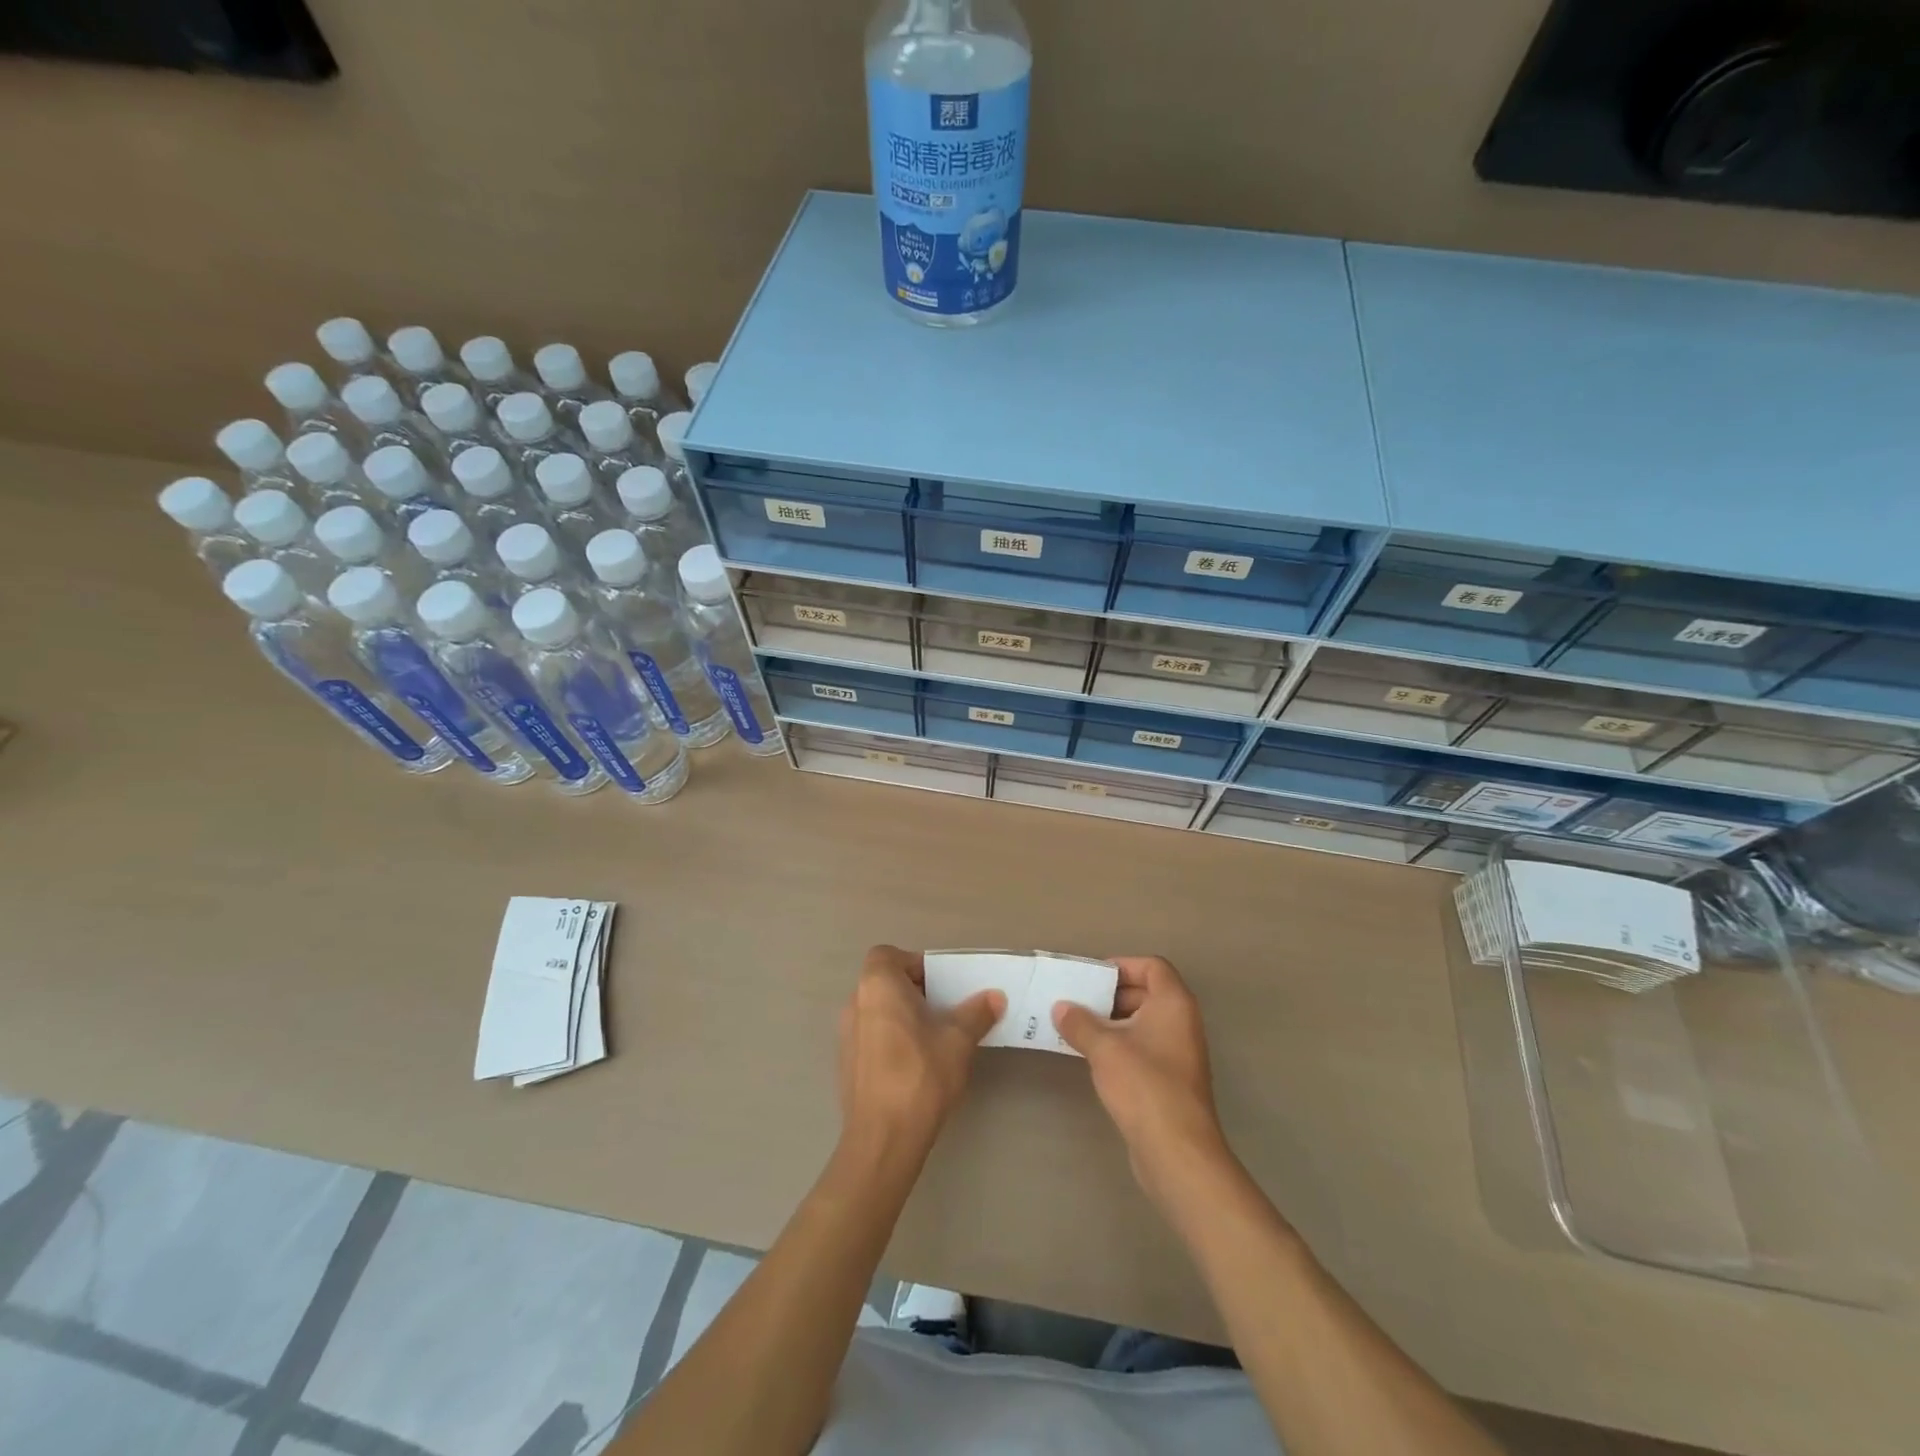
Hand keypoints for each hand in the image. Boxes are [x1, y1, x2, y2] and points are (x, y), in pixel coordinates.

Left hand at [837, 946, 1004, 1155]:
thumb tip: (995, 996)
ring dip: (902, 1016)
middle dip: (914, 991)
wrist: (883, 1139)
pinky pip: (870, 1036)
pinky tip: (914, 1065)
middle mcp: (855, 1003)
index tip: (940, 985)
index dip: (914, 964)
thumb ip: (976, 1013)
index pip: (888, 955)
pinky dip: (890, 1039)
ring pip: (877, 1010)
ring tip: (933, 1038)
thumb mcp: (958, 1040)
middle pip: (883, 982)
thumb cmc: (920, 1075)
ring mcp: (846, 1035)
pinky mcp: (846, 1064)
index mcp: (877, 986)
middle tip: (944, 1010)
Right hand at [1053, 956, 1230, 1205]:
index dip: (1122, 966)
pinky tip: (1092, 1057)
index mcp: (1174, 1003)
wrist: (1177, 1151)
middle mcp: (1182, 1022)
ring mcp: (1179, 1052)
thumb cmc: (1143, 1085)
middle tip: (1077, 1002)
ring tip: (1076, 1028)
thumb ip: (1080, 1022)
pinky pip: (1143, 1047)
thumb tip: (1061, 1007)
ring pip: (1143, 1022)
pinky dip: (1120, 1045)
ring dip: (1112, 1022)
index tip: (1091, 977)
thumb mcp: (1104, 1048)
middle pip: (1146, 992)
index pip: (1152, 966)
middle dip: (1111, 995)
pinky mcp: (1170, 1080)